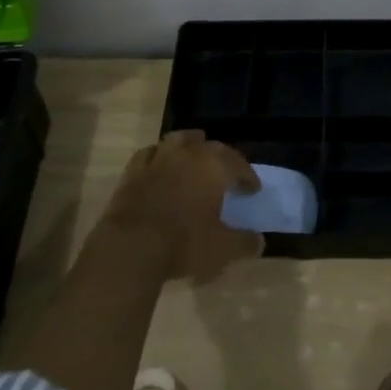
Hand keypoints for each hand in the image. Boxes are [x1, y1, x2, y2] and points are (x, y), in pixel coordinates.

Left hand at [102, 130, 263, 283]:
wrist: (131, 247)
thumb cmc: (183, 243)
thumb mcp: (222, 249)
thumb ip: (244, 243)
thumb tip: (259, 242)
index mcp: (213, 167)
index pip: (238, 164)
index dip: (248, 176)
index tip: (253, 189)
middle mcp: (188, 154)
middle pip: (211, 147)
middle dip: (223, 158)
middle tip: (228, 173)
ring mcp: (158, 159)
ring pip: (179, 140)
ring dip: (191, 145)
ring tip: (196, 154)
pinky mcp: (133, 171)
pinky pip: (150, 153)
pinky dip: (159, 155)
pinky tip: (160, 163)